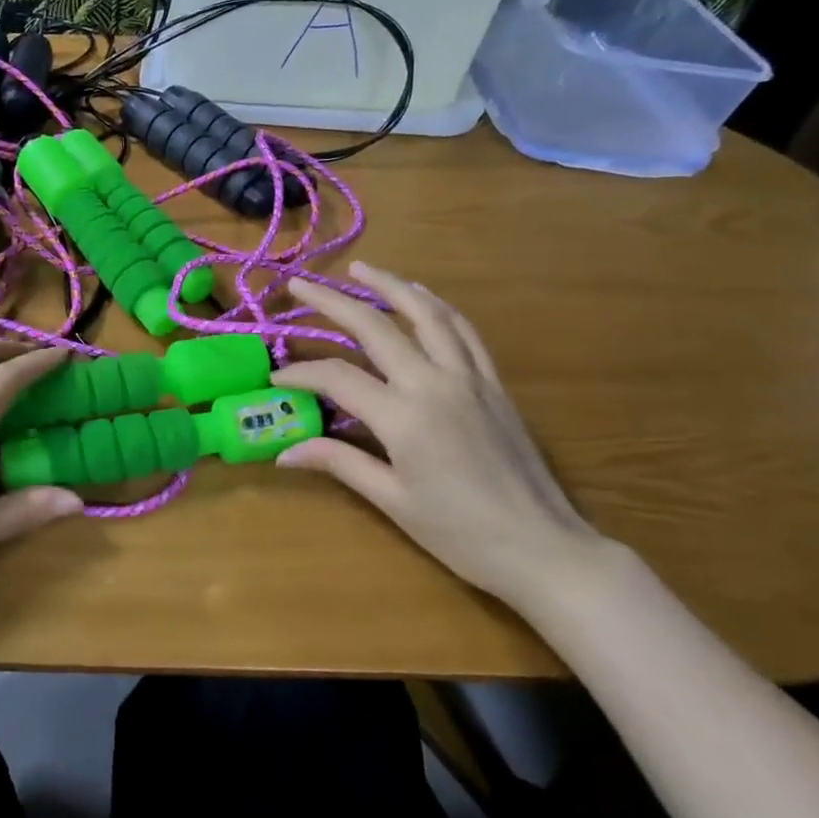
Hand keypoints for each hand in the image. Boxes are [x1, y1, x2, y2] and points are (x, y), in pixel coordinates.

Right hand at [273, 262, 612, 611]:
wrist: (543, 547)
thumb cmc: (460, 533)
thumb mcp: (392, 500)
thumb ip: (339, 462)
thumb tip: (284, 452)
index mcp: (404, 417)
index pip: (337, 378)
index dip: (300, 373)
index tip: (275, 377)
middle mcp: (434, 383)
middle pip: (375, 327)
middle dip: (331, 302)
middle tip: (299, 284)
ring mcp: (468, 377)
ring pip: (426, 314)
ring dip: (390, 286)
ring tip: (361, 269)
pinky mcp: (493, 382)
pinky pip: (463, 331)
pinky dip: (437, 306)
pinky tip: (421, 297)